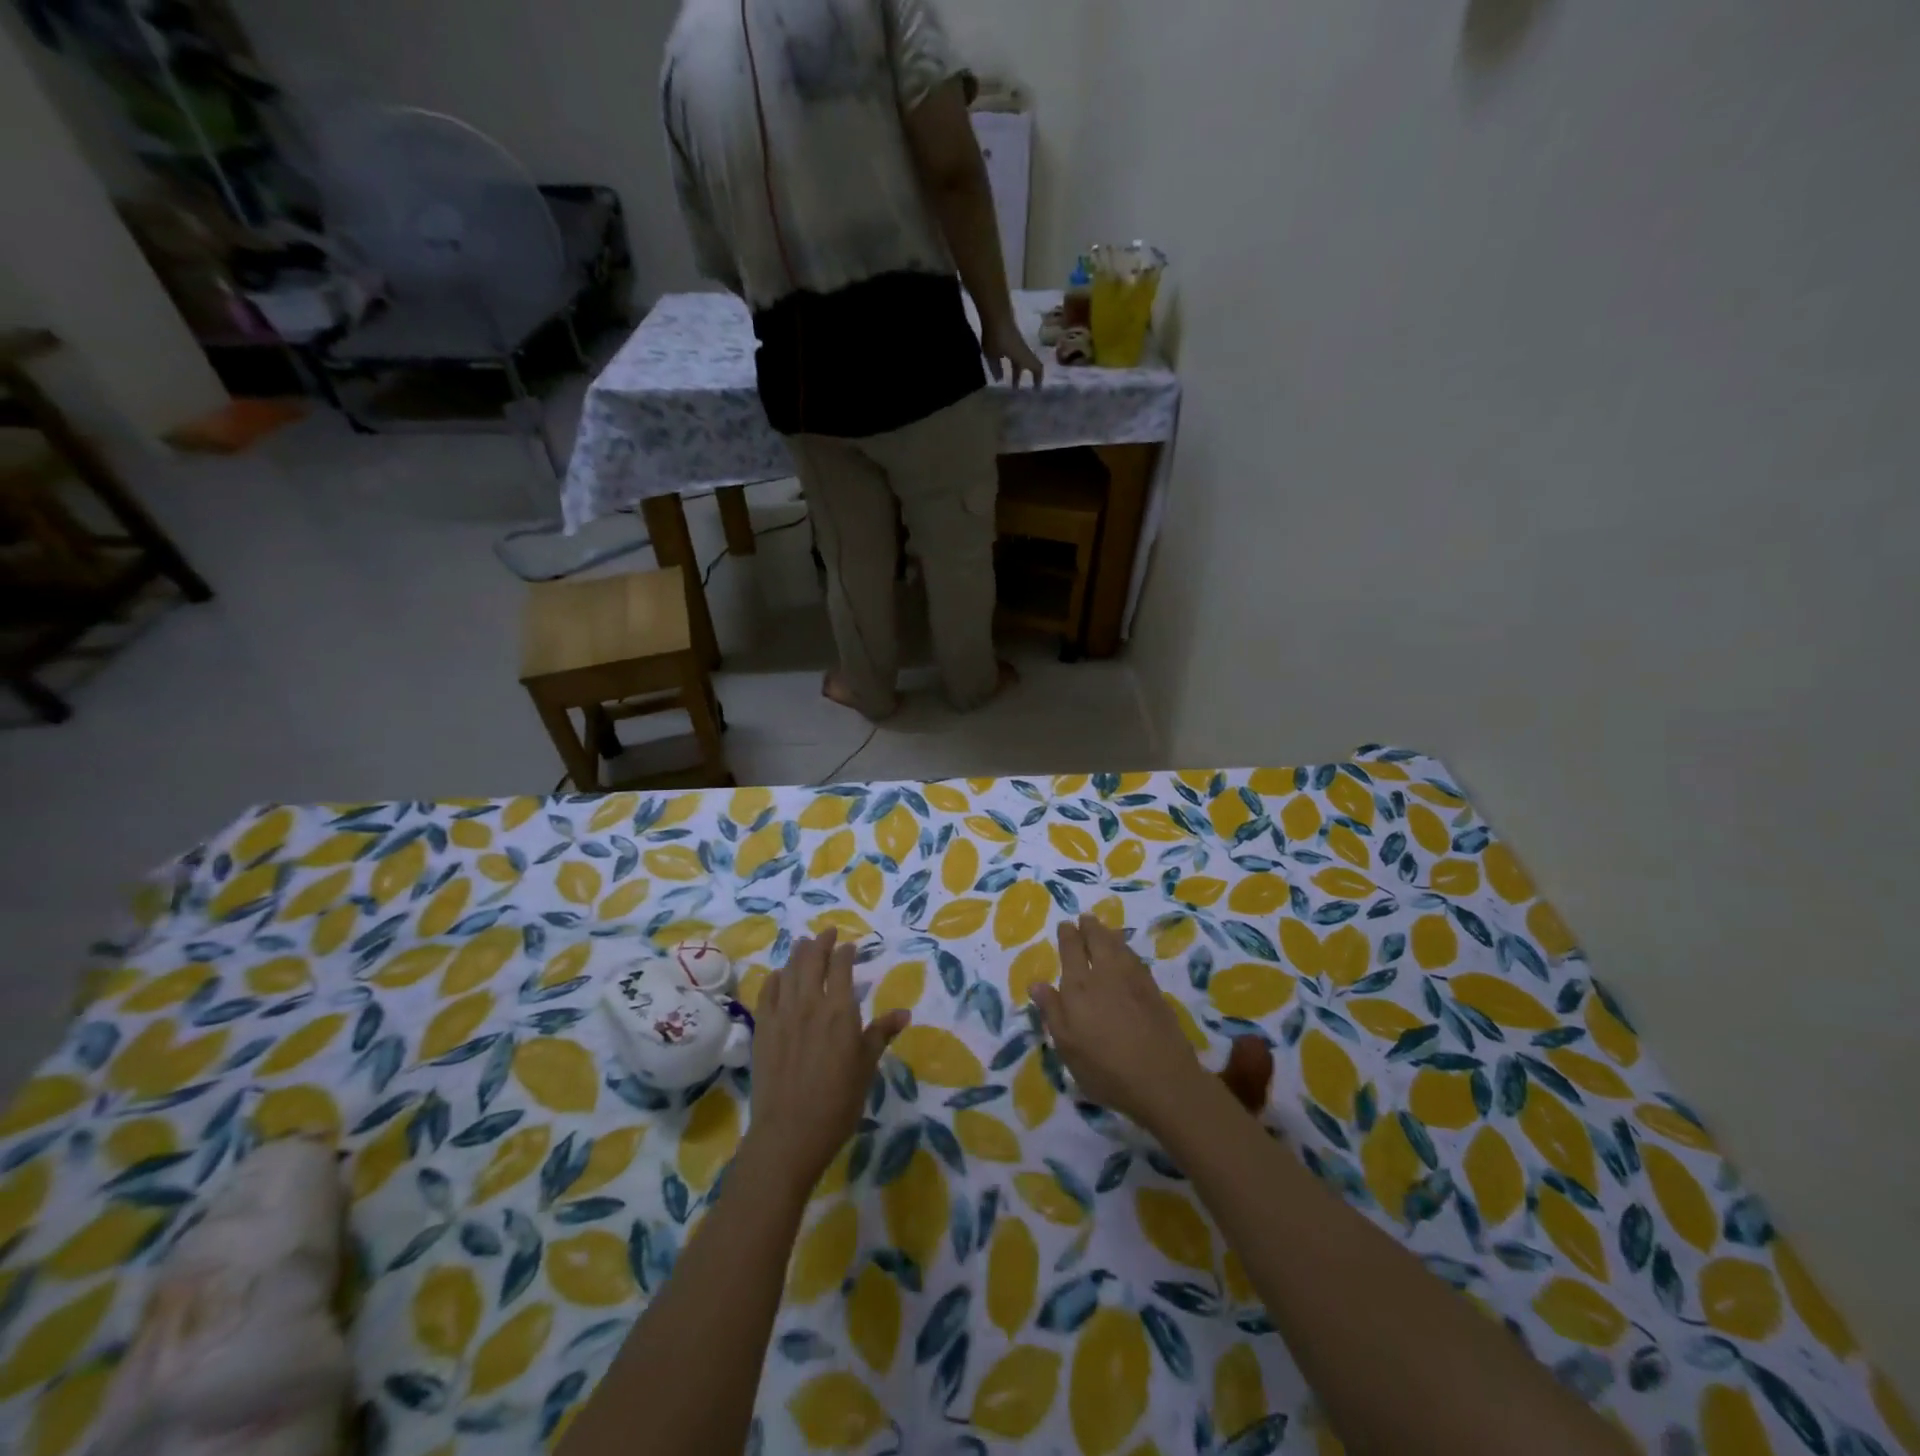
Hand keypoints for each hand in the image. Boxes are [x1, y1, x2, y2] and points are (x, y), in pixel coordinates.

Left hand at [743, 931, 908, 1194]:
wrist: (789, 1132)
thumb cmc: (838, 1102)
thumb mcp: (866, 1067)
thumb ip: (880, 1034)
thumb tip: (903, 1013)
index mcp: (840, 1010)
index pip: (841, 967)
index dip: (845, 952)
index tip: (849, 946)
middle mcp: (810, 1003)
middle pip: (812, 960)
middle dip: (821, 943)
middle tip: (827, 933)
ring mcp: (782, 1015)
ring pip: (789, 971)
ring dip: (798, 954)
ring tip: (804, 944)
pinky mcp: (762, 1029)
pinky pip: (767, 993)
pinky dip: (775, 978)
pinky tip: (779, 976)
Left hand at [981, 313, 1044, 388]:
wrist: (995, 312)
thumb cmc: (997, 337)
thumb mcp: (993, 356)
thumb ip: (996, 368)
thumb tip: (1000, 379)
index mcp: (1023, 357)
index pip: (1036, 369)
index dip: (1038, 380)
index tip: (1036, 390)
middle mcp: (1023, 350)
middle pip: (1026, 365)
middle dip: (1021, 377)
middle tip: (1016, 389)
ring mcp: (1017, 342)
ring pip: (1019, 358)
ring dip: (1015, 369)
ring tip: (1007, 379)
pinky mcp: (1010, 335)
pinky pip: (1013, 352)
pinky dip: (1010, 361)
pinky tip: (999, 364)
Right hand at [1031, 915, 1207, 1134]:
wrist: (1162, 1080)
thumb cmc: (1105, 1069)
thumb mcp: (1068, 1047)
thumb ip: (1052, 1011)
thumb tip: (1035, 982)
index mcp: (1079, 987)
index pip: (1071, 950)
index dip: (1068, 935)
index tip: (1066, 924)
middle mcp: (1106, 974)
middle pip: (1098, 940)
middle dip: (1090, 927)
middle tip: (1086, 918)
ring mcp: (1133, 980)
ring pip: (1119, 946)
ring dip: (1109, 934)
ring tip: (1104, 928)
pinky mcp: (1154, 990)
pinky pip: (1136, 959)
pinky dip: (1127, 950)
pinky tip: (1127, 954)